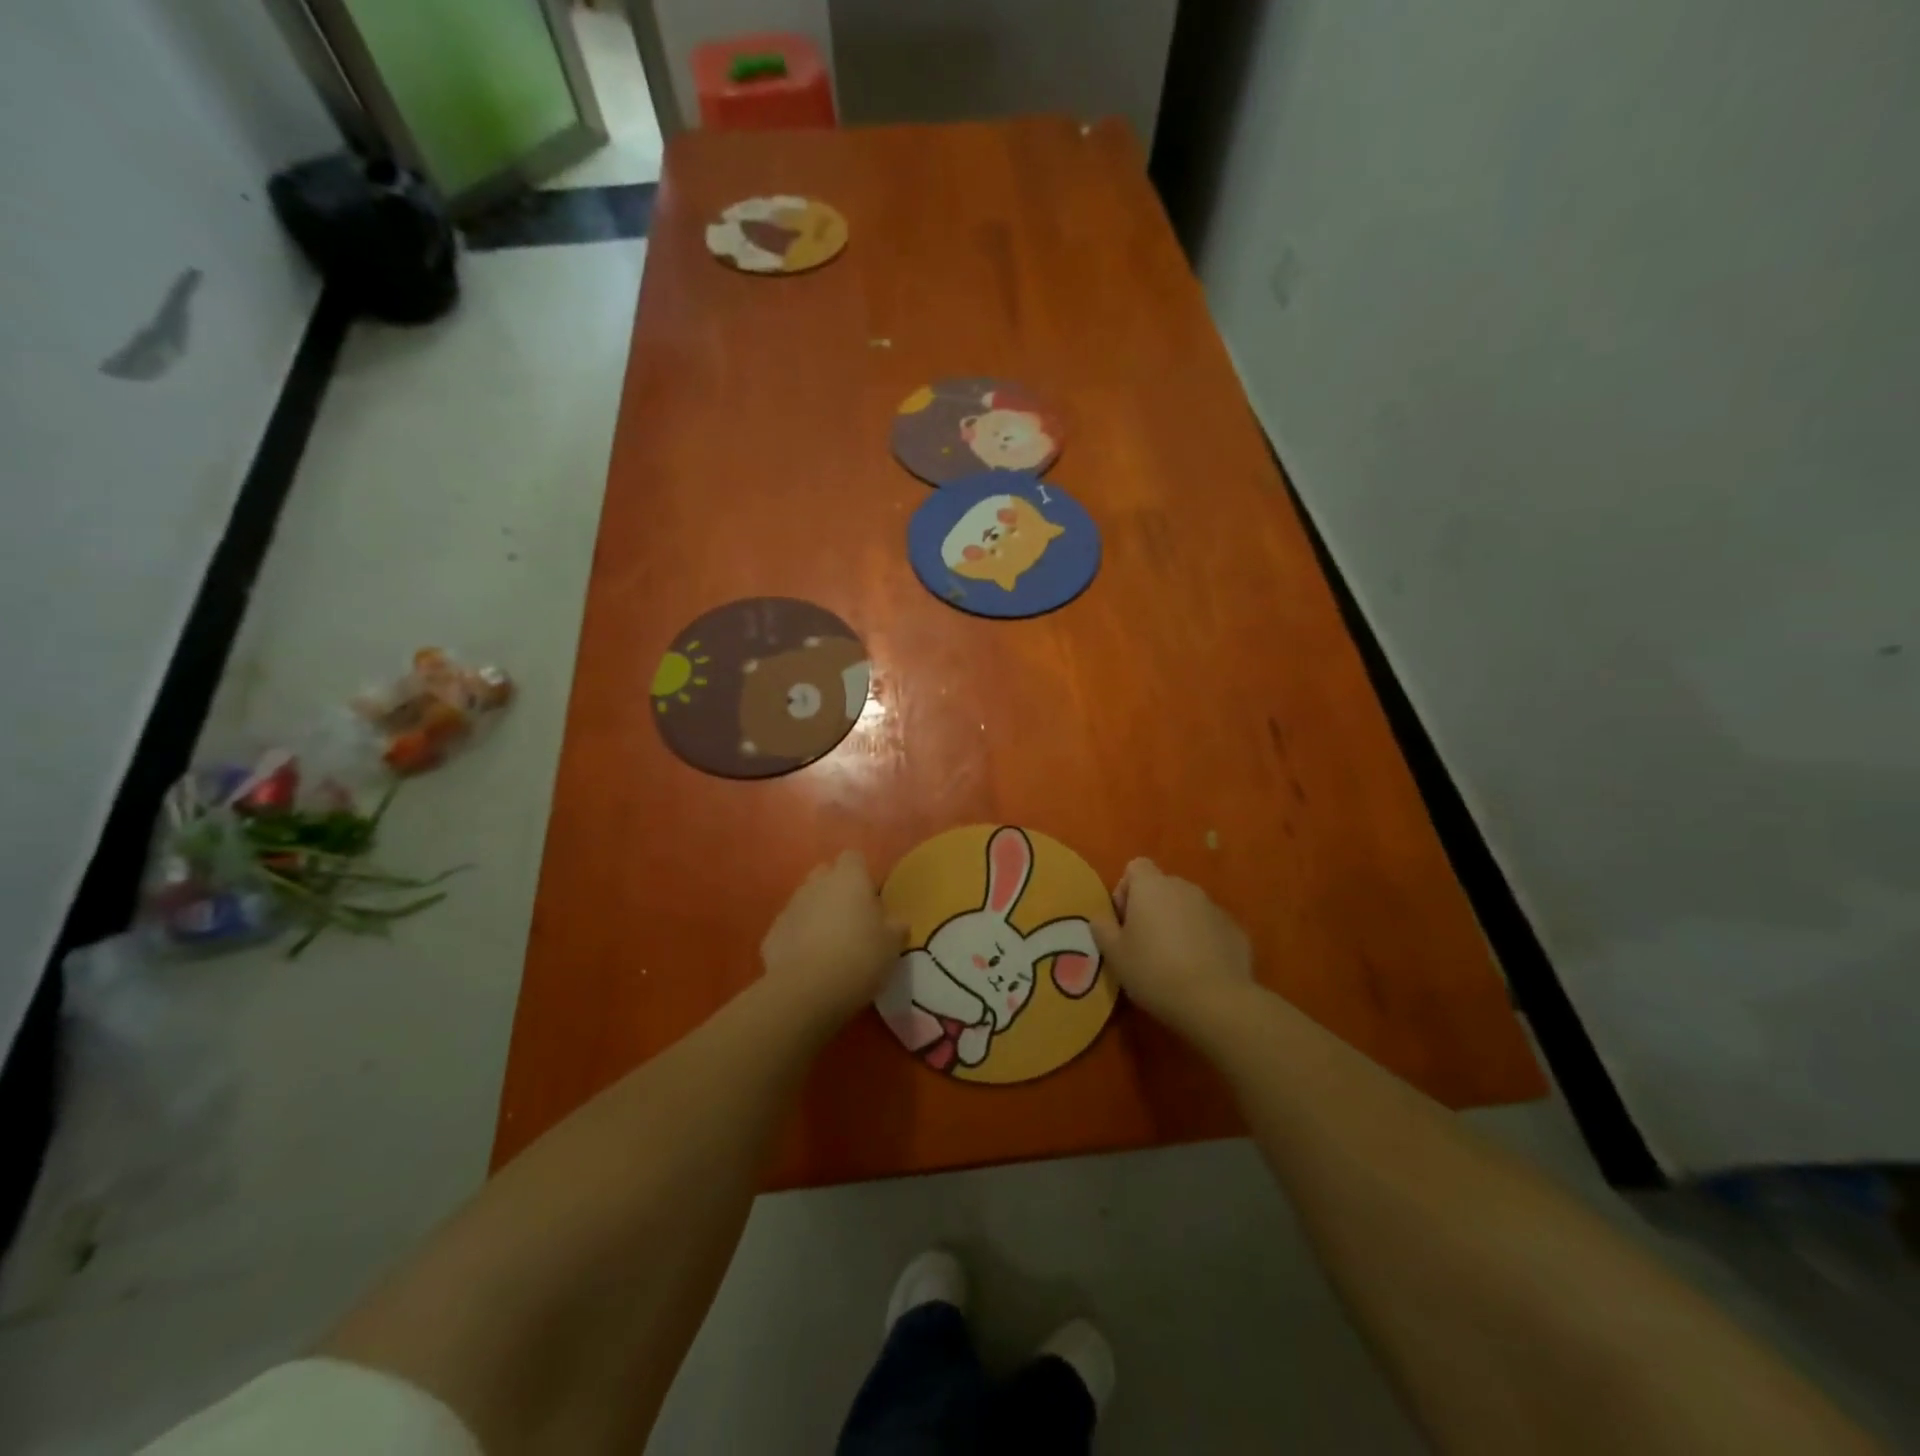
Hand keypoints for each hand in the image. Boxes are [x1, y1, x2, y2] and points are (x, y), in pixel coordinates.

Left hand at [760, 852, 906, 1029]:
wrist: (808, 990)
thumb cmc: (859, 957)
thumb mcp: (892, 944)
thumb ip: (895, 927)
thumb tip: (896, 923)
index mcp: (849, 879)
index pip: (853, 858)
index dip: (862, 875)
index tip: (871, 898)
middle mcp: (816, 884)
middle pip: (825, 874)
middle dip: (835, 890)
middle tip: (851, 919)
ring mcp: (790, 907)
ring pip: (805, 901)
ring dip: (816, 914)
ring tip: (830, 945)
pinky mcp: (771, 934)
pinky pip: (790, 928)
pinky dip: (798, 939)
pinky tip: (809, 963)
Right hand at [1092, 859, 1252, 1030]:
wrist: (1215, 1001)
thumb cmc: (1154, 971)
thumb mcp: (1114, 954)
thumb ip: (1102, 928)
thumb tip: (1102, 918)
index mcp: (1152, 886)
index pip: (1135, 867)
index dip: (1125, 891)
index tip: (1124, 922)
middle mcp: (1184, 887)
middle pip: (1162, 887)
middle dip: (1152, 909)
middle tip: (1144, 945)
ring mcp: (1214, 907)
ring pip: (1187, 908)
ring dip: (1177, 924)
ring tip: (1173, 961)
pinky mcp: (1236, 930)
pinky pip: (1210, 927)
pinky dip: (1202, 941)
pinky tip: (1199, 971)